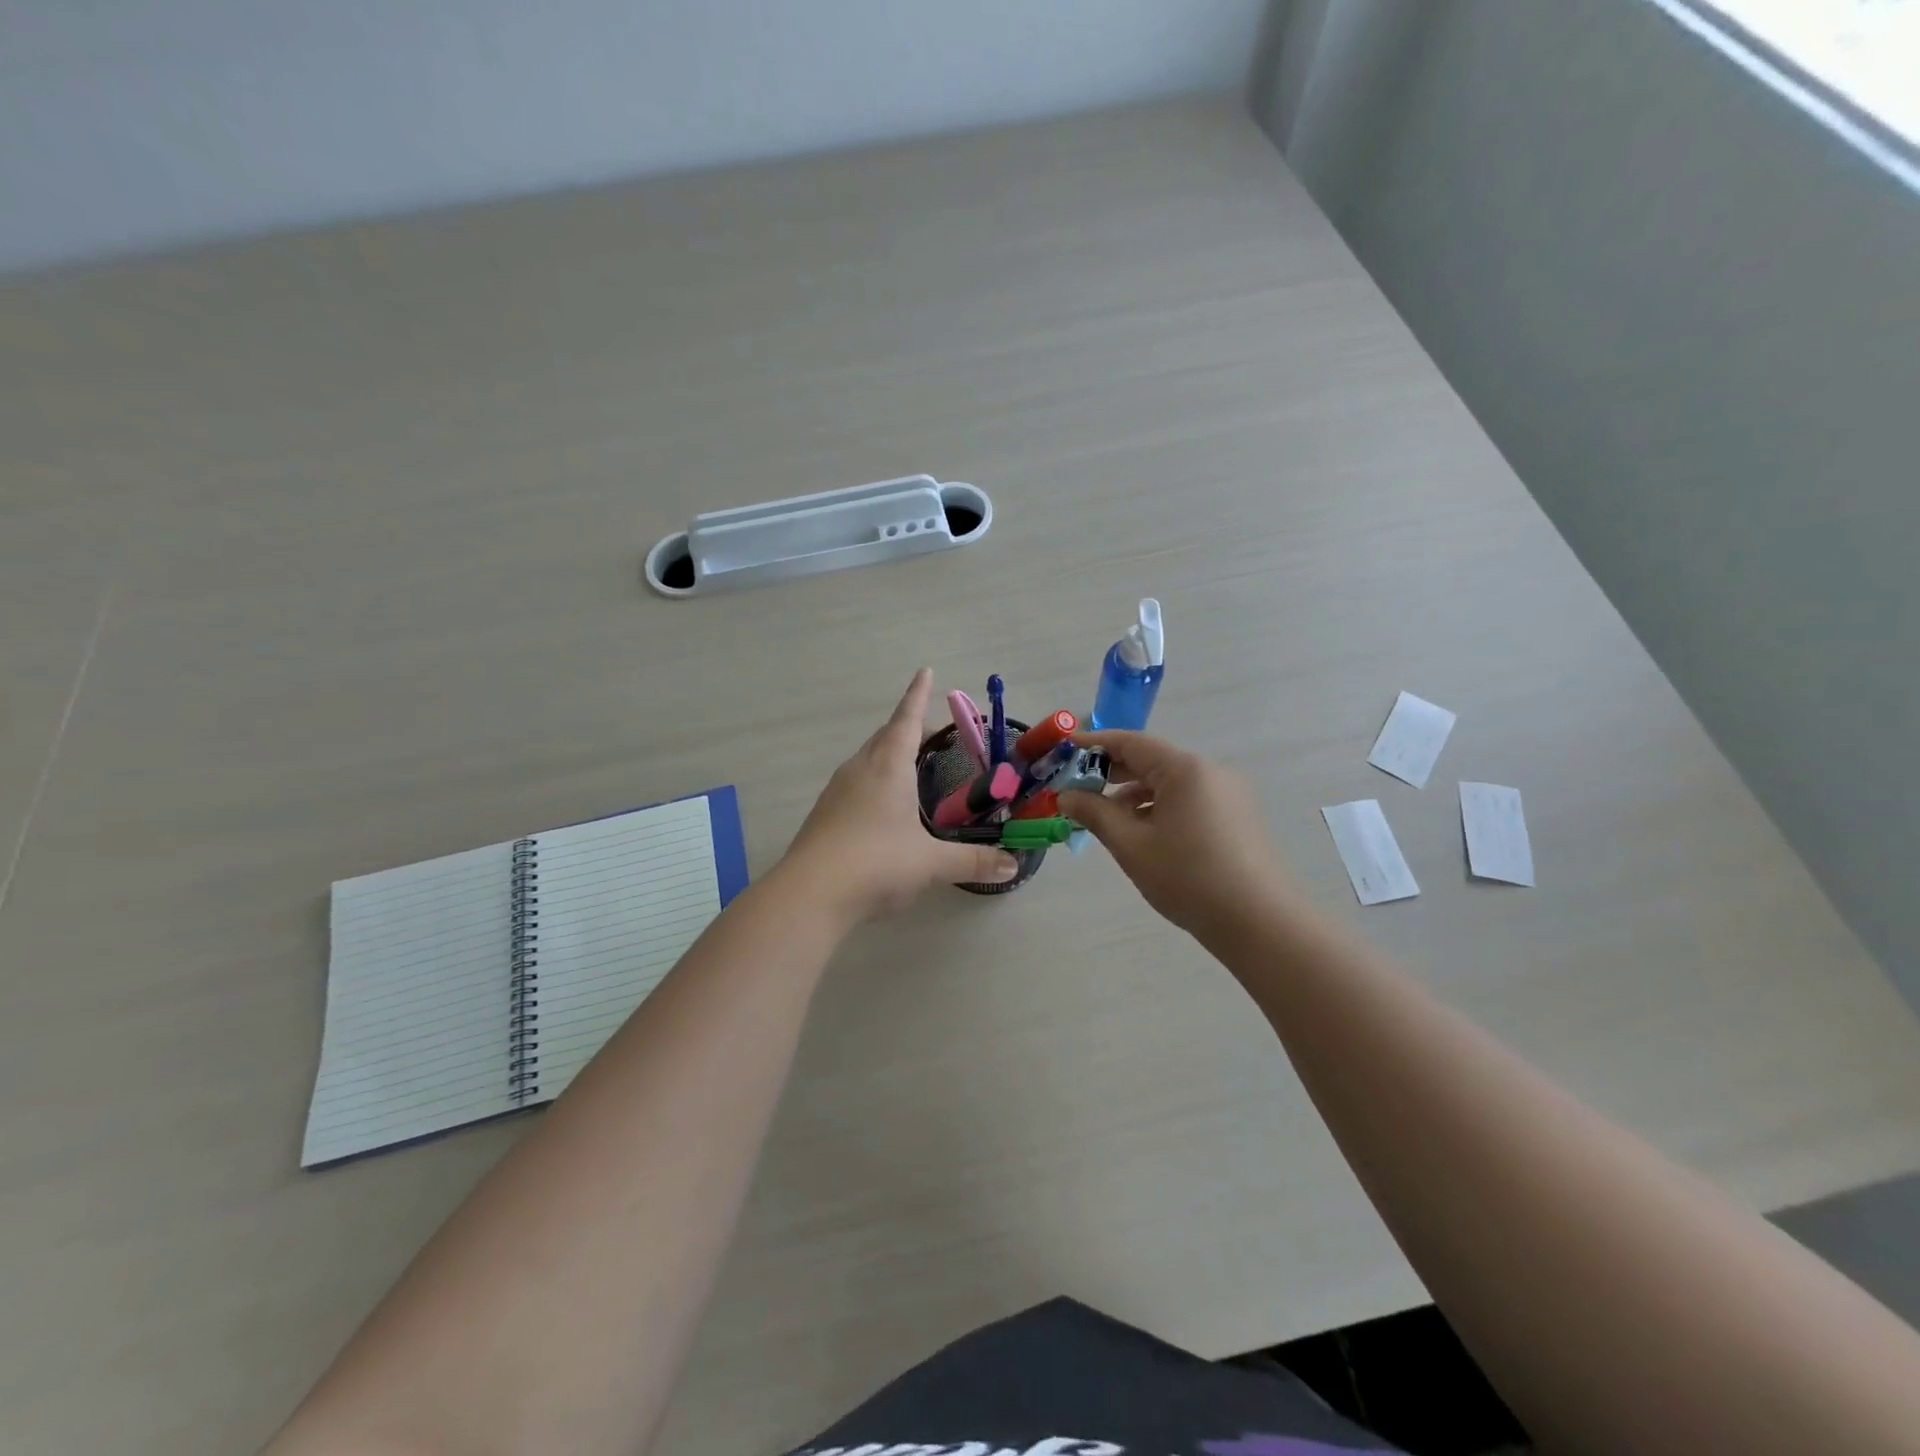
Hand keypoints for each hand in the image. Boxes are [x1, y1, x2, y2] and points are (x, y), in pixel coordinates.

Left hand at [782, 668, 1019, 921]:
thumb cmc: (876, 864)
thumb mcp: (931, 863)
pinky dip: (873, 781)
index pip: (906, 720)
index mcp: (888, 767)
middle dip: (908, 728)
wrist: (809, 895)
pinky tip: (881, 808)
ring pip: (867, 760)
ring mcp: (837, 792)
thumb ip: (973, 861)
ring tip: (909, 767)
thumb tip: (1012, 867)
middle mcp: (860, 770)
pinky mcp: (824, 815)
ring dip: (889, 754)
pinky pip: (854, 784)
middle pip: (885, 737)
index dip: (918, 696)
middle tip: (931, 732)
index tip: (925, 671)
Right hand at [1059, 731, 1292, 937]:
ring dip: (1135, 794)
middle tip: (1077, 789)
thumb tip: (1066, 796)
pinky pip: (1189, 800)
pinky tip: (1143, 834)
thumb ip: (1095, 813)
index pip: (1131, 742)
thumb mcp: (1131, 845)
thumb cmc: (1188, 878)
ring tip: (1105, 818)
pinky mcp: (1237, 817)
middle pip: (1152, 760)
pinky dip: (1160, 808)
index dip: (1094, 744)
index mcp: (1185, 769)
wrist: (1259, 923)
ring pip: (1170, 783)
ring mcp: (1228, 794)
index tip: (1065, 750)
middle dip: (1112, 772)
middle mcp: (1210, 772)